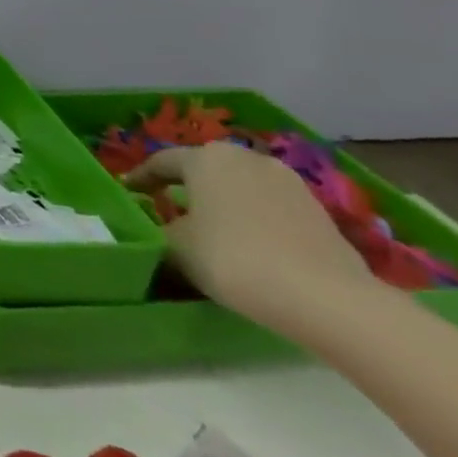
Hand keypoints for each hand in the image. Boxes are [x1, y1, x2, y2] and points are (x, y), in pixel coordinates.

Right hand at [125, 143, 376, 331]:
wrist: (329, 299)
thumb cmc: (234, 259)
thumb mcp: (175, 247)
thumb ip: (157, 230)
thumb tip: (155, 230)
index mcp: (205, 157)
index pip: (161, 162)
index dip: (140, 178)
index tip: (128, 193)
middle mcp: (245, 157)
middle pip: (204, 170)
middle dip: (186, 186)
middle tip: (169, 207)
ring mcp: (288, 182)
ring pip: (240, 187)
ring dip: (223, 202)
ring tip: (213, 227)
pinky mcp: (318, 211)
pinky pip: (270, 207)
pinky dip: (254, 219)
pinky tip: (252, 244)